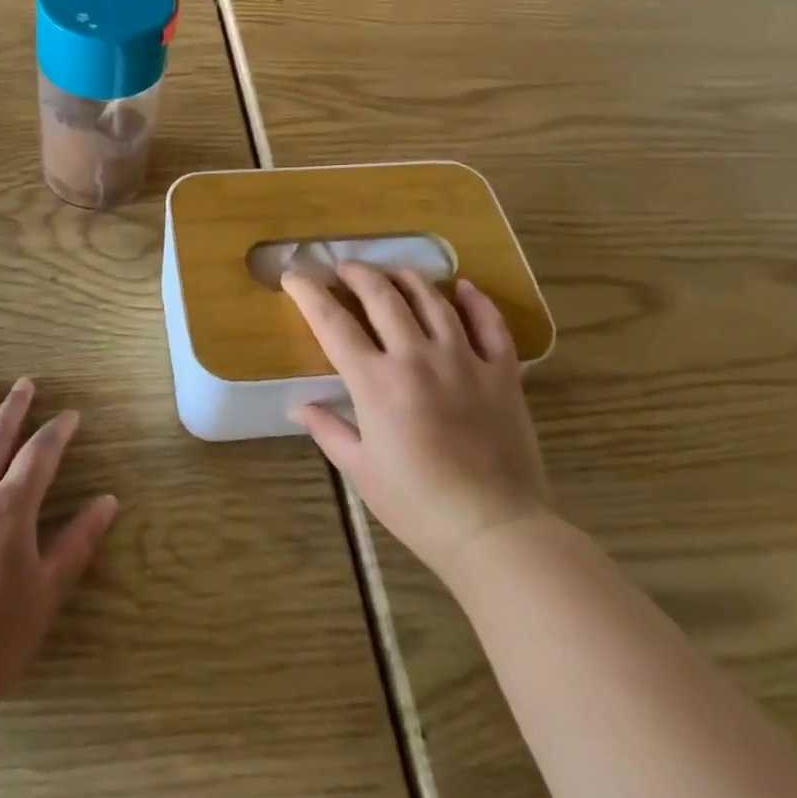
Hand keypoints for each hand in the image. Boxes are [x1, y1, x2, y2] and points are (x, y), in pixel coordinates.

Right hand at [283, 266, 552, 576]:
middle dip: (358, 274)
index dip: (309, 294)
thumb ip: (328, 430)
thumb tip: (298, 407)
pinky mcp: (502, 373)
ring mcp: (463, 360)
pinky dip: (477, 301)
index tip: (294, 276)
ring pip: (433, 300)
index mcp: (376, 382)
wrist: (493, 530)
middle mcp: (417, 358)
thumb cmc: (416, 504)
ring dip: (408, 278)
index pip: (333, 323)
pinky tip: (464, 288)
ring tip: (393, 272)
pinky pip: (490, 324)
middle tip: (345, 268)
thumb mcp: (360, 470)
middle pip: (383, 296)